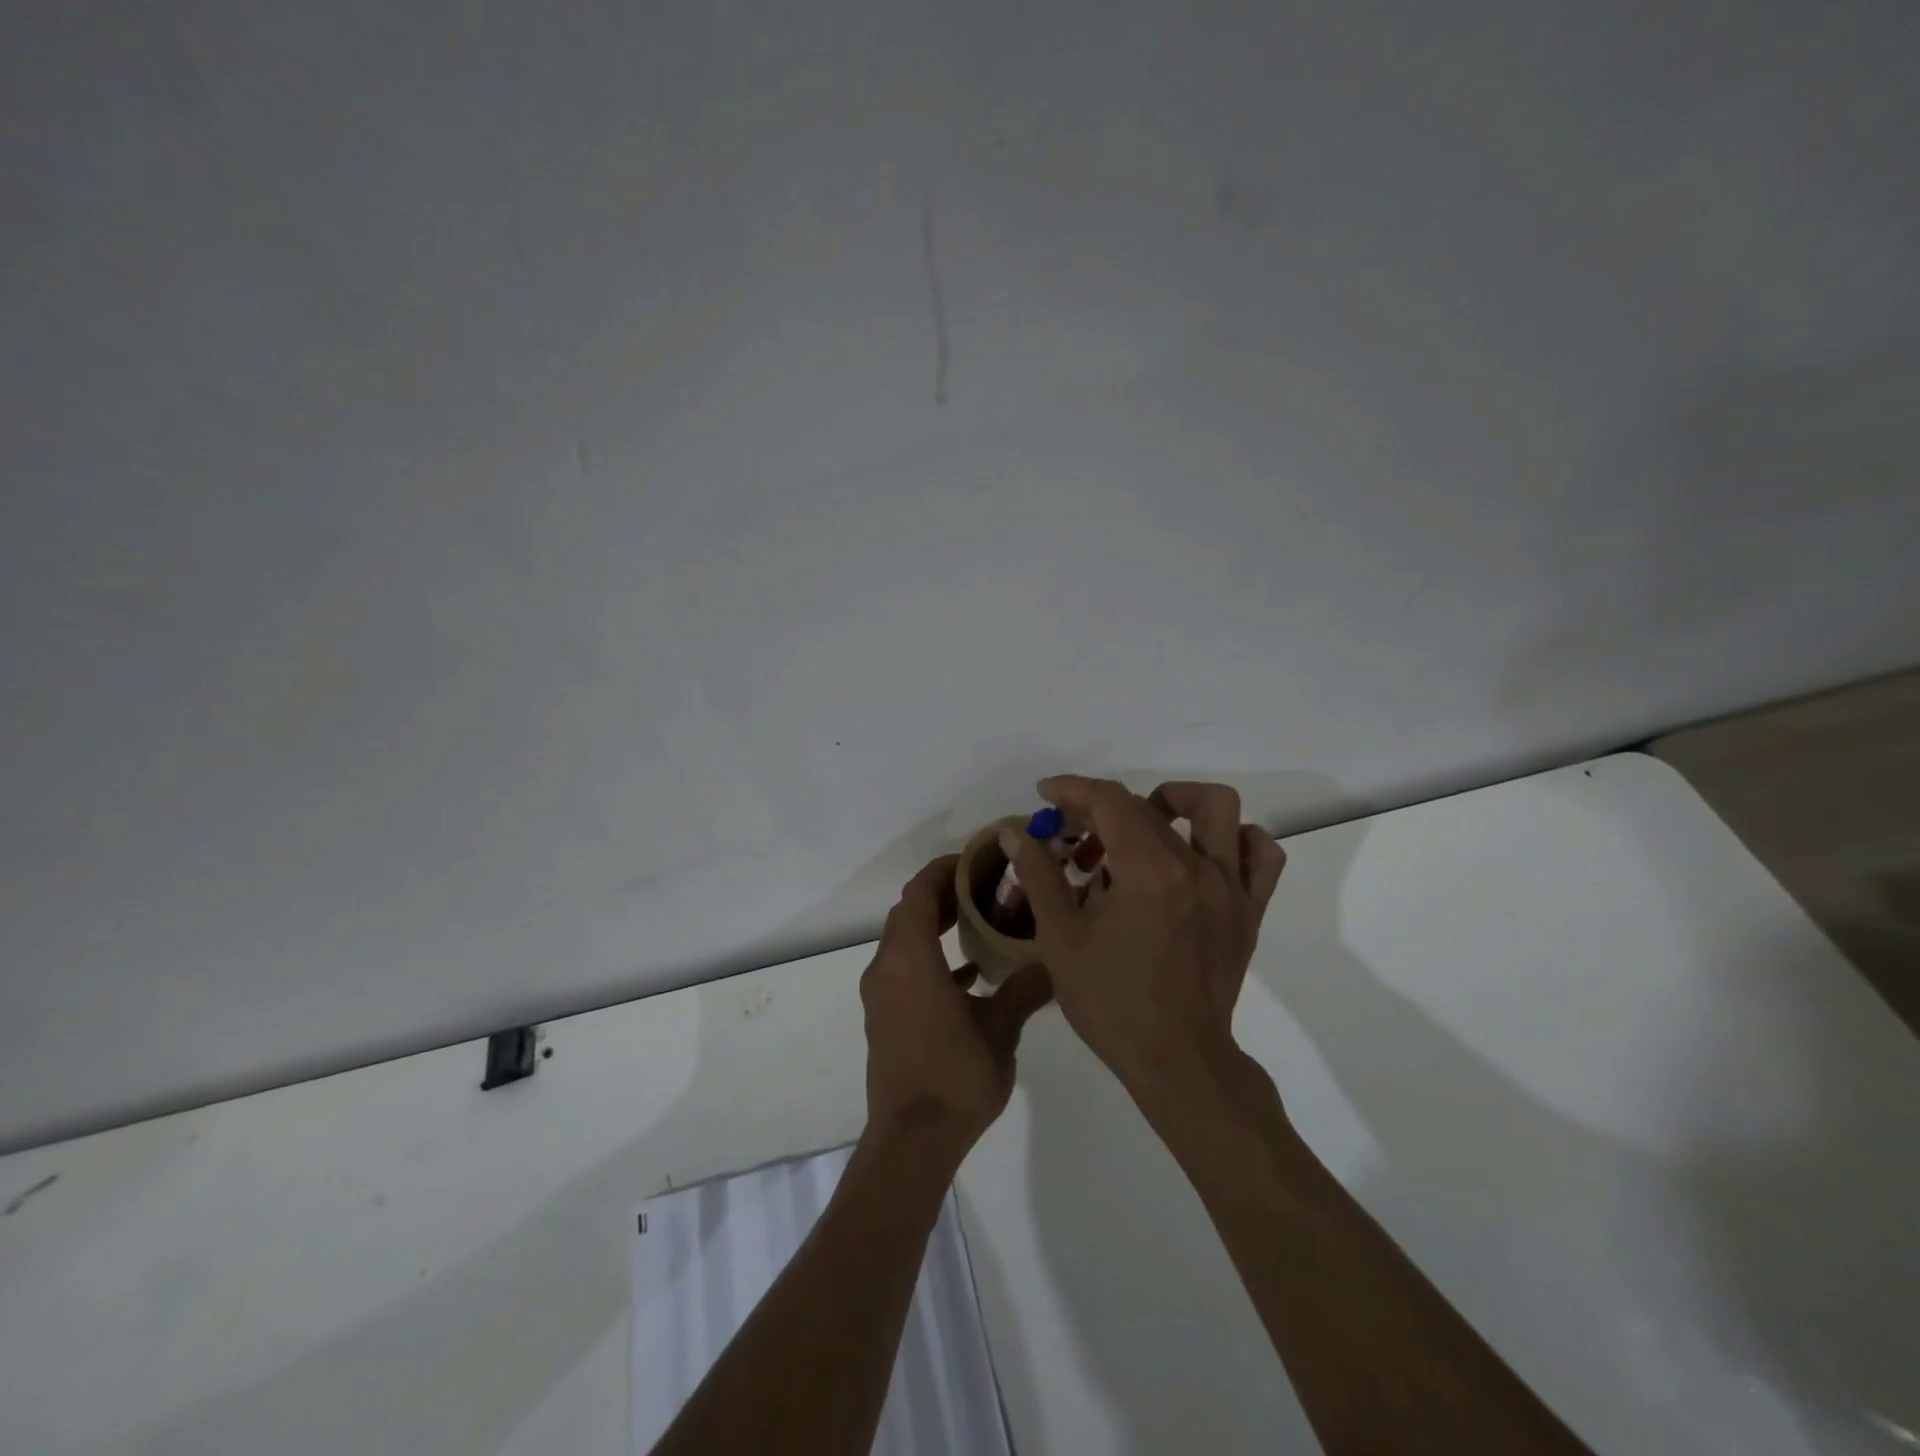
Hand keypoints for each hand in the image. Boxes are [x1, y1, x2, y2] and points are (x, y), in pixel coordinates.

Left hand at [860, 854, 1053, 1155]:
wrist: (912, 1140)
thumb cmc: (956, 1077)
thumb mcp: (1000, 1030)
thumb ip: (1025, 988)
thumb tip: (1055, 962)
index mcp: (911, 960)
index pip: (918, 893)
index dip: (943, 870)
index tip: (976, 861)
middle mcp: (887, 967)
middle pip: (908, 911)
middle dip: (942, 893)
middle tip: (985, 886)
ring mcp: (880, 993)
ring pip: (903, 939)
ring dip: (934, 924)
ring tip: (979, 920)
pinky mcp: (883, 1015)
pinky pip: (903, 968)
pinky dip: (929, 957)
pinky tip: (969, 973)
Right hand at [1001, 777, 1284, 1097]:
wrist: (1177, 1061)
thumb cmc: (1111, 1003)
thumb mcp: (1061, 939)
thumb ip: (1040, 876)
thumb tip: (1015, 832)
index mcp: (1149, 872)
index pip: (1111, 801)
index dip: (1073, 789)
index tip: (1047, 795)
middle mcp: (1196, 867)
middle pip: (1147, 806)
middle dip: (1101, 808)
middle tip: (1074, 835)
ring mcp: (1230, 887)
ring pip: (1218, 809)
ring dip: (1176, 802)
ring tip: (1144, 825)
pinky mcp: (1249, 909)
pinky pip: (1259, 855)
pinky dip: (1234, 839)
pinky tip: (1201, 853)